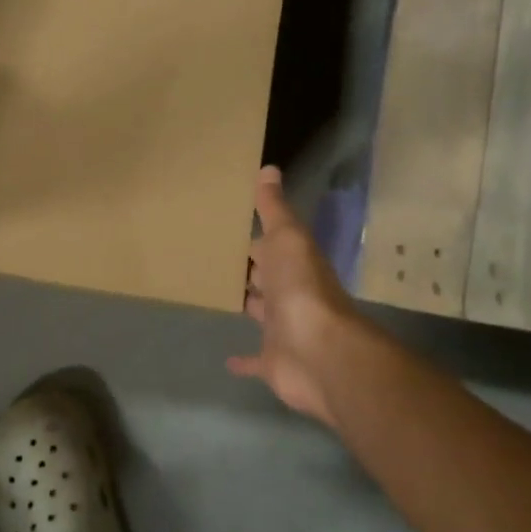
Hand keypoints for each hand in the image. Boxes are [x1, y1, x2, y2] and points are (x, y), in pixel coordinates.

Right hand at [229, 166, 363, 427]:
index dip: (252, 237)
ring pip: (259, 312)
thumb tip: (269, 168)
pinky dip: (242, 362)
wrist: (319, 352)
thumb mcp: (286, 238)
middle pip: (264, 277)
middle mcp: (289, 294)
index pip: (269, 245)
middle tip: (211, 257)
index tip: (224, 226)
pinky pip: (255, 361)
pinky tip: (226, 360)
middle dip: (245, 269)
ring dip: (245, 303)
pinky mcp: (273, 363)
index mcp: (292, 264)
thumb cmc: (300, 288)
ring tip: (213, 292)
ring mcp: (282, 331)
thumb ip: (274, 208)